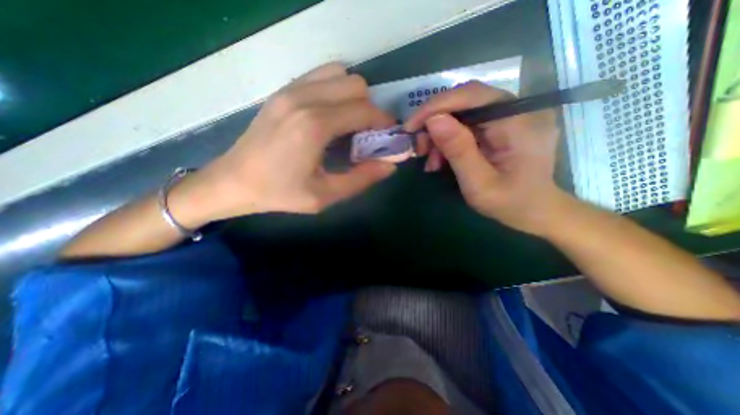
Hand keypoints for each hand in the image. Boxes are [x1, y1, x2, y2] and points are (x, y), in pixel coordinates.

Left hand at [191, 63, 399, 220]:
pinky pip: (321, 76)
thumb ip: (361, 179)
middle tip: (366, 134)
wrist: (234, 181)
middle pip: (356, 86)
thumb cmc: (280, 192)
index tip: (387, 136)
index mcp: (316, 126)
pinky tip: (330, 115)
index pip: (365, 110)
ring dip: (353, 97)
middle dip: (370, 109)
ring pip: (340, 75)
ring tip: (348, 124)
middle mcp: (305, 99)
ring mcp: (291, 90)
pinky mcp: (283, 91)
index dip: (383, 122)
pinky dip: (335, 90)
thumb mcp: (325, 195)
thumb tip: (390, 166)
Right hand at [404, 80, 560, 234]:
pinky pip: (467, 125)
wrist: (535, 211)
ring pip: (462, 113)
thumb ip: (458, 150)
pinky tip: (441, 159)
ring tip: (431, 161)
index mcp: (519, 123)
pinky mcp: (500, 126)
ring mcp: (509, 117)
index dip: (437, 106)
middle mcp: (517, 111)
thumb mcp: (479, 184)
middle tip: (419, 147)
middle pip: (465, 101)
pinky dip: (448, 140)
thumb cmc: (510, 203)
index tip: (411, 126)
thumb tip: (433, 120)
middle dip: (435, 122)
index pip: (473, 95)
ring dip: (439, 135)